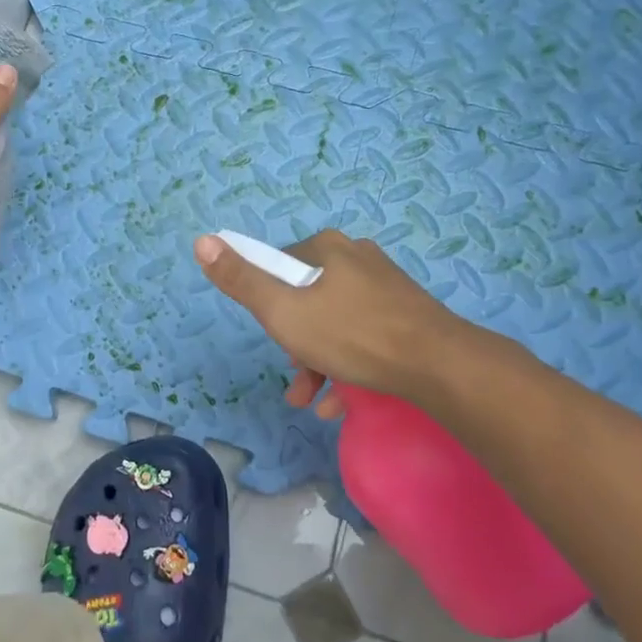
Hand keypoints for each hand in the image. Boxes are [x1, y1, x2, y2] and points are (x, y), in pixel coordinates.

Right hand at [194, 229, 519, 414]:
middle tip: (295, 376)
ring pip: (336, 322)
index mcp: (328, 248)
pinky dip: (349, 365)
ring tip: (313, 401)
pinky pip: (365, 336)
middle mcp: (357, 257)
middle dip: (295, 342)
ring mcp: (386, 285)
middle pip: (307, 297)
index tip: (276, 335)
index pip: (279, 267)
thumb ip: (241, 280)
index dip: (269, 303)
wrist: (439, 366)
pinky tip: (342, 402)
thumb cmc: (352, 335)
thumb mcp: (283, 311)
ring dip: (318, 361)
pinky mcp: (407, 314)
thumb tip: (202, 239)